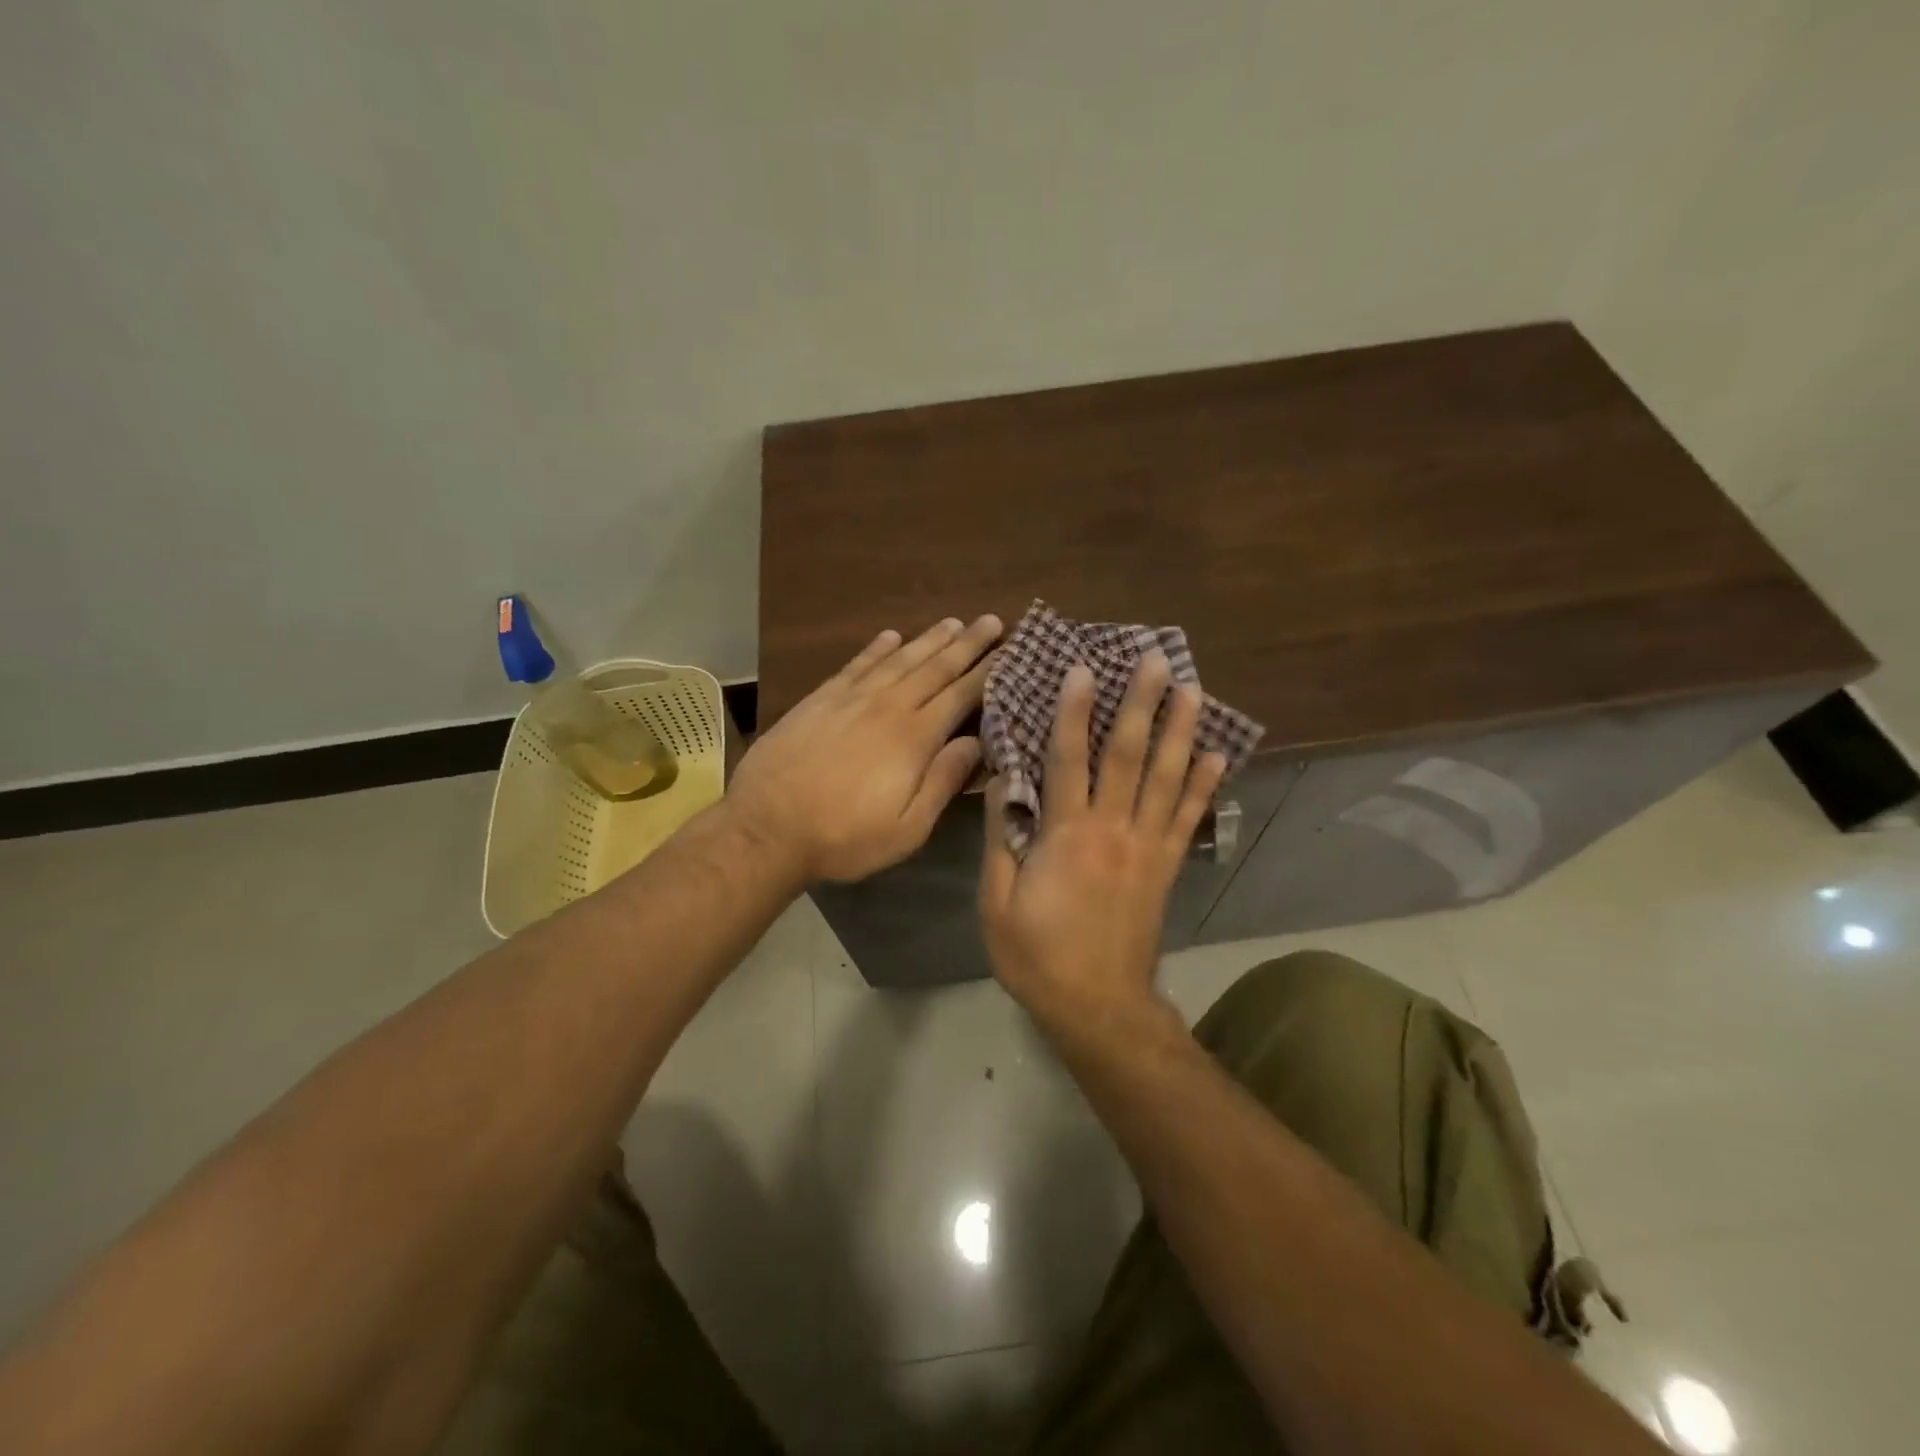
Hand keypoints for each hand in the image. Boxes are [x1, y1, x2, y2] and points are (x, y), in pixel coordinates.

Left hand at [728, 615, 1001, 882]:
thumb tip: (977, 742)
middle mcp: (888, 706)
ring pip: (899, 659)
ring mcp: (851, 698)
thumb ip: (944, 782)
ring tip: (953, 622)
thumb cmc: (844, 837)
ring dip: (929, 639)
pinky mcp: (821, 699)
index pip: (960, 695)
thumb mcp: (907, 829)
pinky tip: (891, 636)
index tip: (1009, 649)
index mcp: (915, 738)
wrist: (767, 827)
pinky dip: (877, 648)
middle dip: (967, 644)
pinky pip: (857, 664)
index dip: (987, 671)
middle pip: (935, 668)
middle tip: (991, 621)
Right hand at [979, 652, 1226, 1021]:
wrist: (1098, 1006)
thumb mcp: (996, 902)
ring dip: (1179, 731)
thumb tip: (1002, 784)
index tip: (1083, 670)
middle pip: (1128, 756)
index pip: (1068, 759)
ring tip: (1192, 689)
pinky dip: (1204, 785)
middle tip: (1156, 659)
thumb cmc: (1037, 955)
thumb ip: (1002, 839)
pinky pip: (1188, 819)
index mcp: (1066, 835)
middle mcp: (1112, 829)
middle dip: (1140, 704)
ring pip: (1166, 778)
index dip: (1073, 711)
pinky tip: (1217, 754)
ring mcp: (1147, 847)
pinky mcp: (1166, 867)